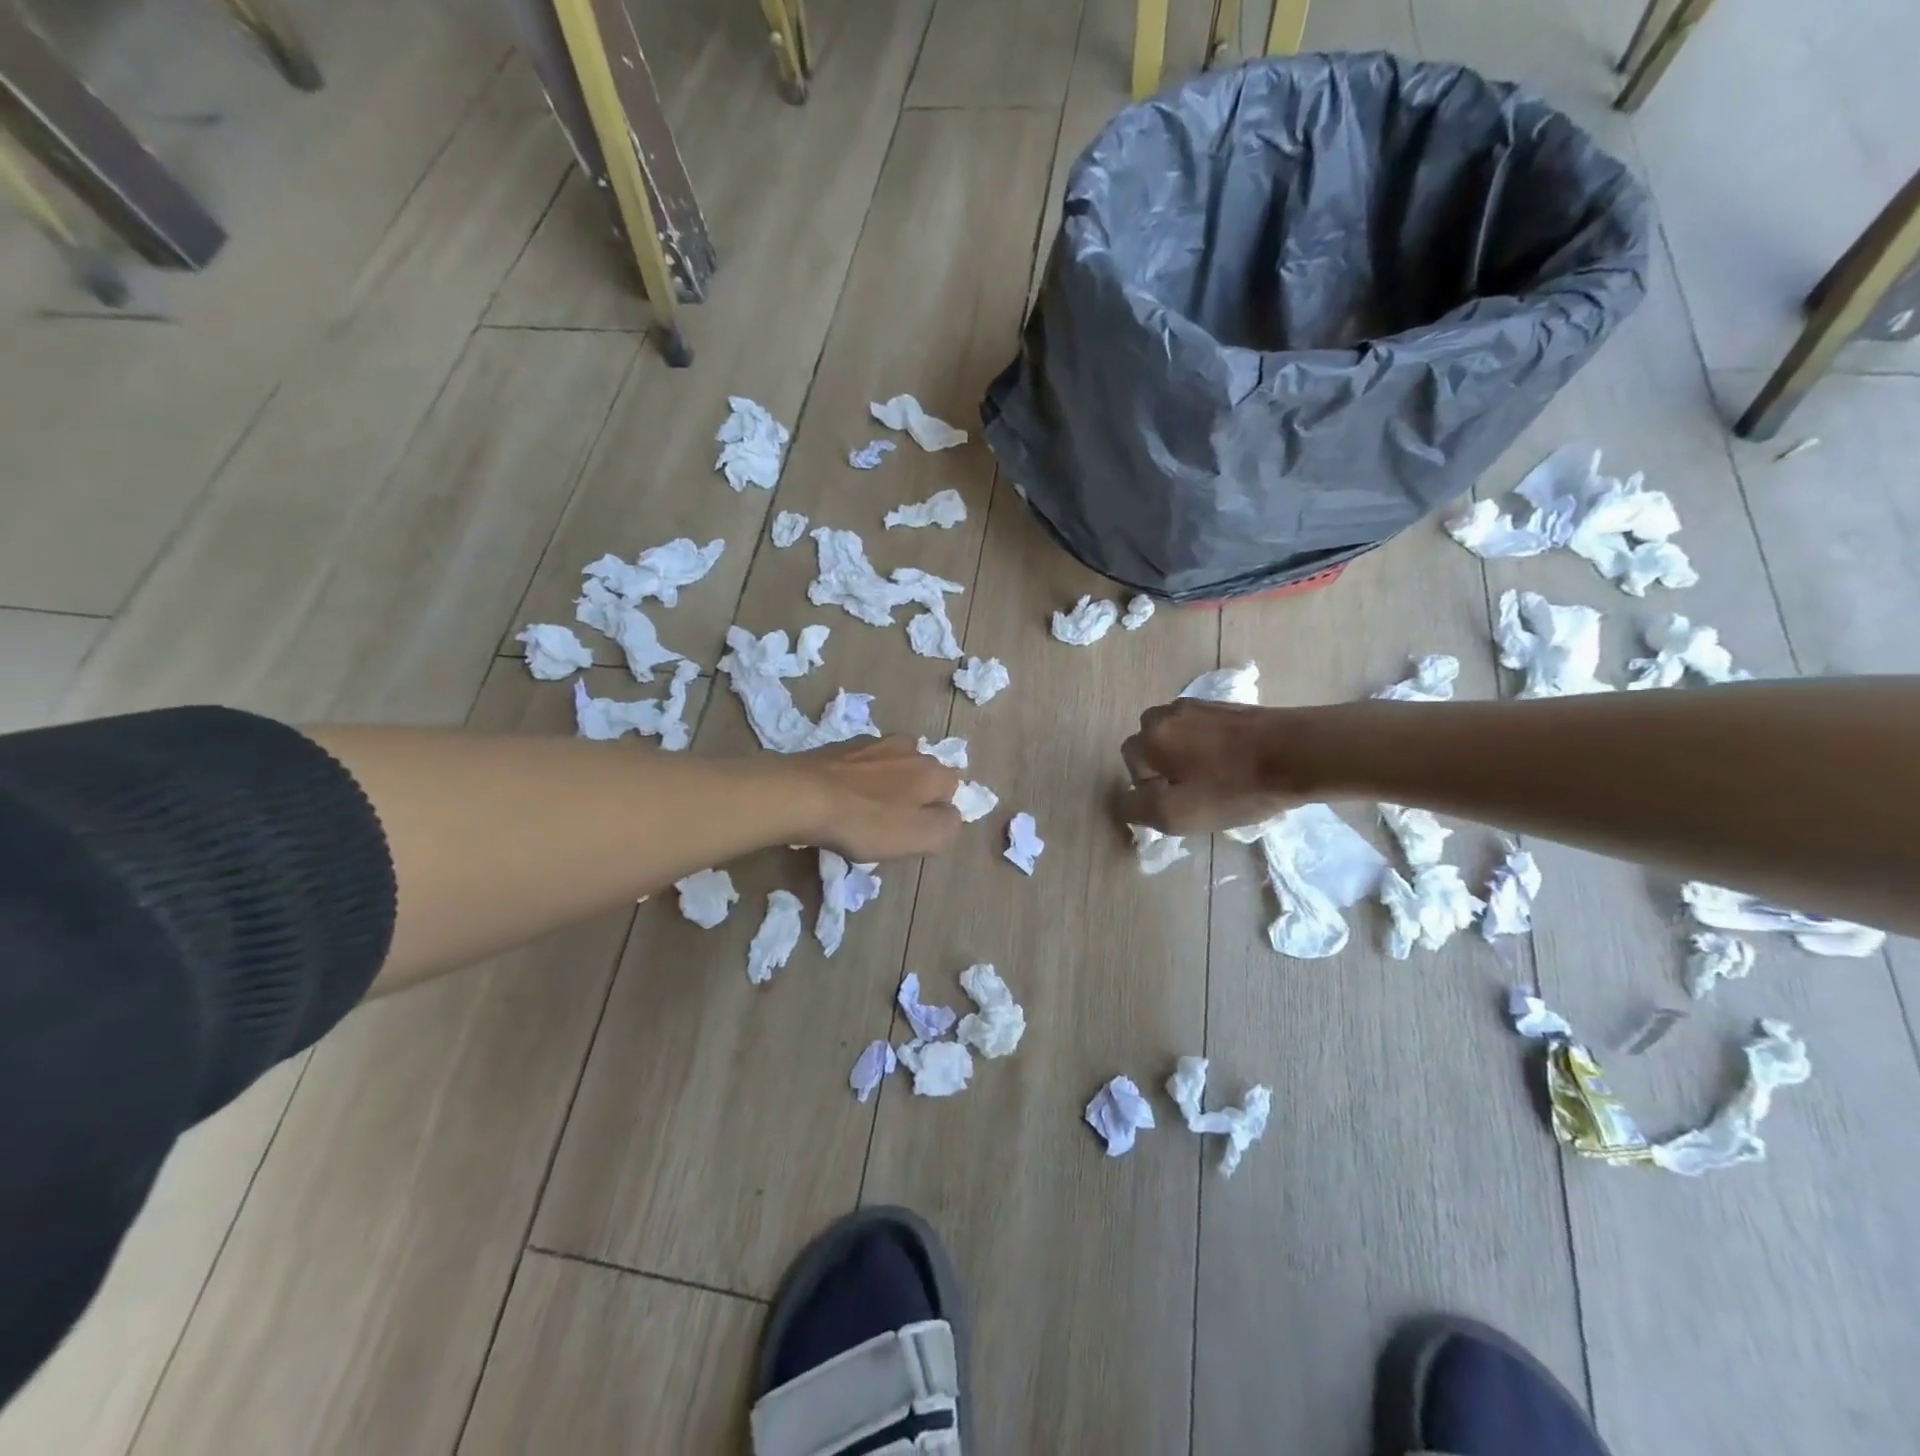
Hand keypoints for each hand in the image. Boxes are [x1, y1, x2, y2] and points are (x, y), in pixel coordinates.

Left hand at [796, 737, 962, 861]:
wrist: (802, 795)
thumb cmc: (866, 822)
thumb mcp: (918, 837)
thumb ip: (947, 826)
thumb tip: (950, 814)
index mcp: (932, 770)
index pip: (953, 787)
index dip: (938, 810)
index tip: (917, 830)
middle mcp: (909, 748)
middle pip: (923, 772)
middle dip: (915, 792)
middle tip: (893, 820)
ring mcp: (874, 742)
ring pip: (893, 763)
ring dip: (887, 780)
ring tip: (867, 805)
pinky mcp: (843, 745)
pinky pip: (863, 762)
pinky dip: (860, 775)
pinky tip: (844, 793)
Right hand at [1120, 699, 1301, 833]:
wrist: (1297, 754)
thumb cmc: (1232, 787)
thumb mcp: (1175, 814)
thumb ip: (1136, 808)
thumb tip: (1127, 800)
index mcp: (1150, 735)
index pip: (1131, 765)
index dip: (1150, 788)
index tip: (1180, 802)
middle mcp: (1167, 712)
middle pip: (1152, 745)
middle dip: (1165, 768)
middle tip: (1195, 791)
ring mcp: (1200, 705)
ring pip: (1179, 737)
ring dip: (1189, 757)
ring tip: (1219, 779)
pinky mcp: (1228, 706)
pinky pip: (1206, 731)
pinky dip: (1212, 748)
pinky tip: (1236, 765)